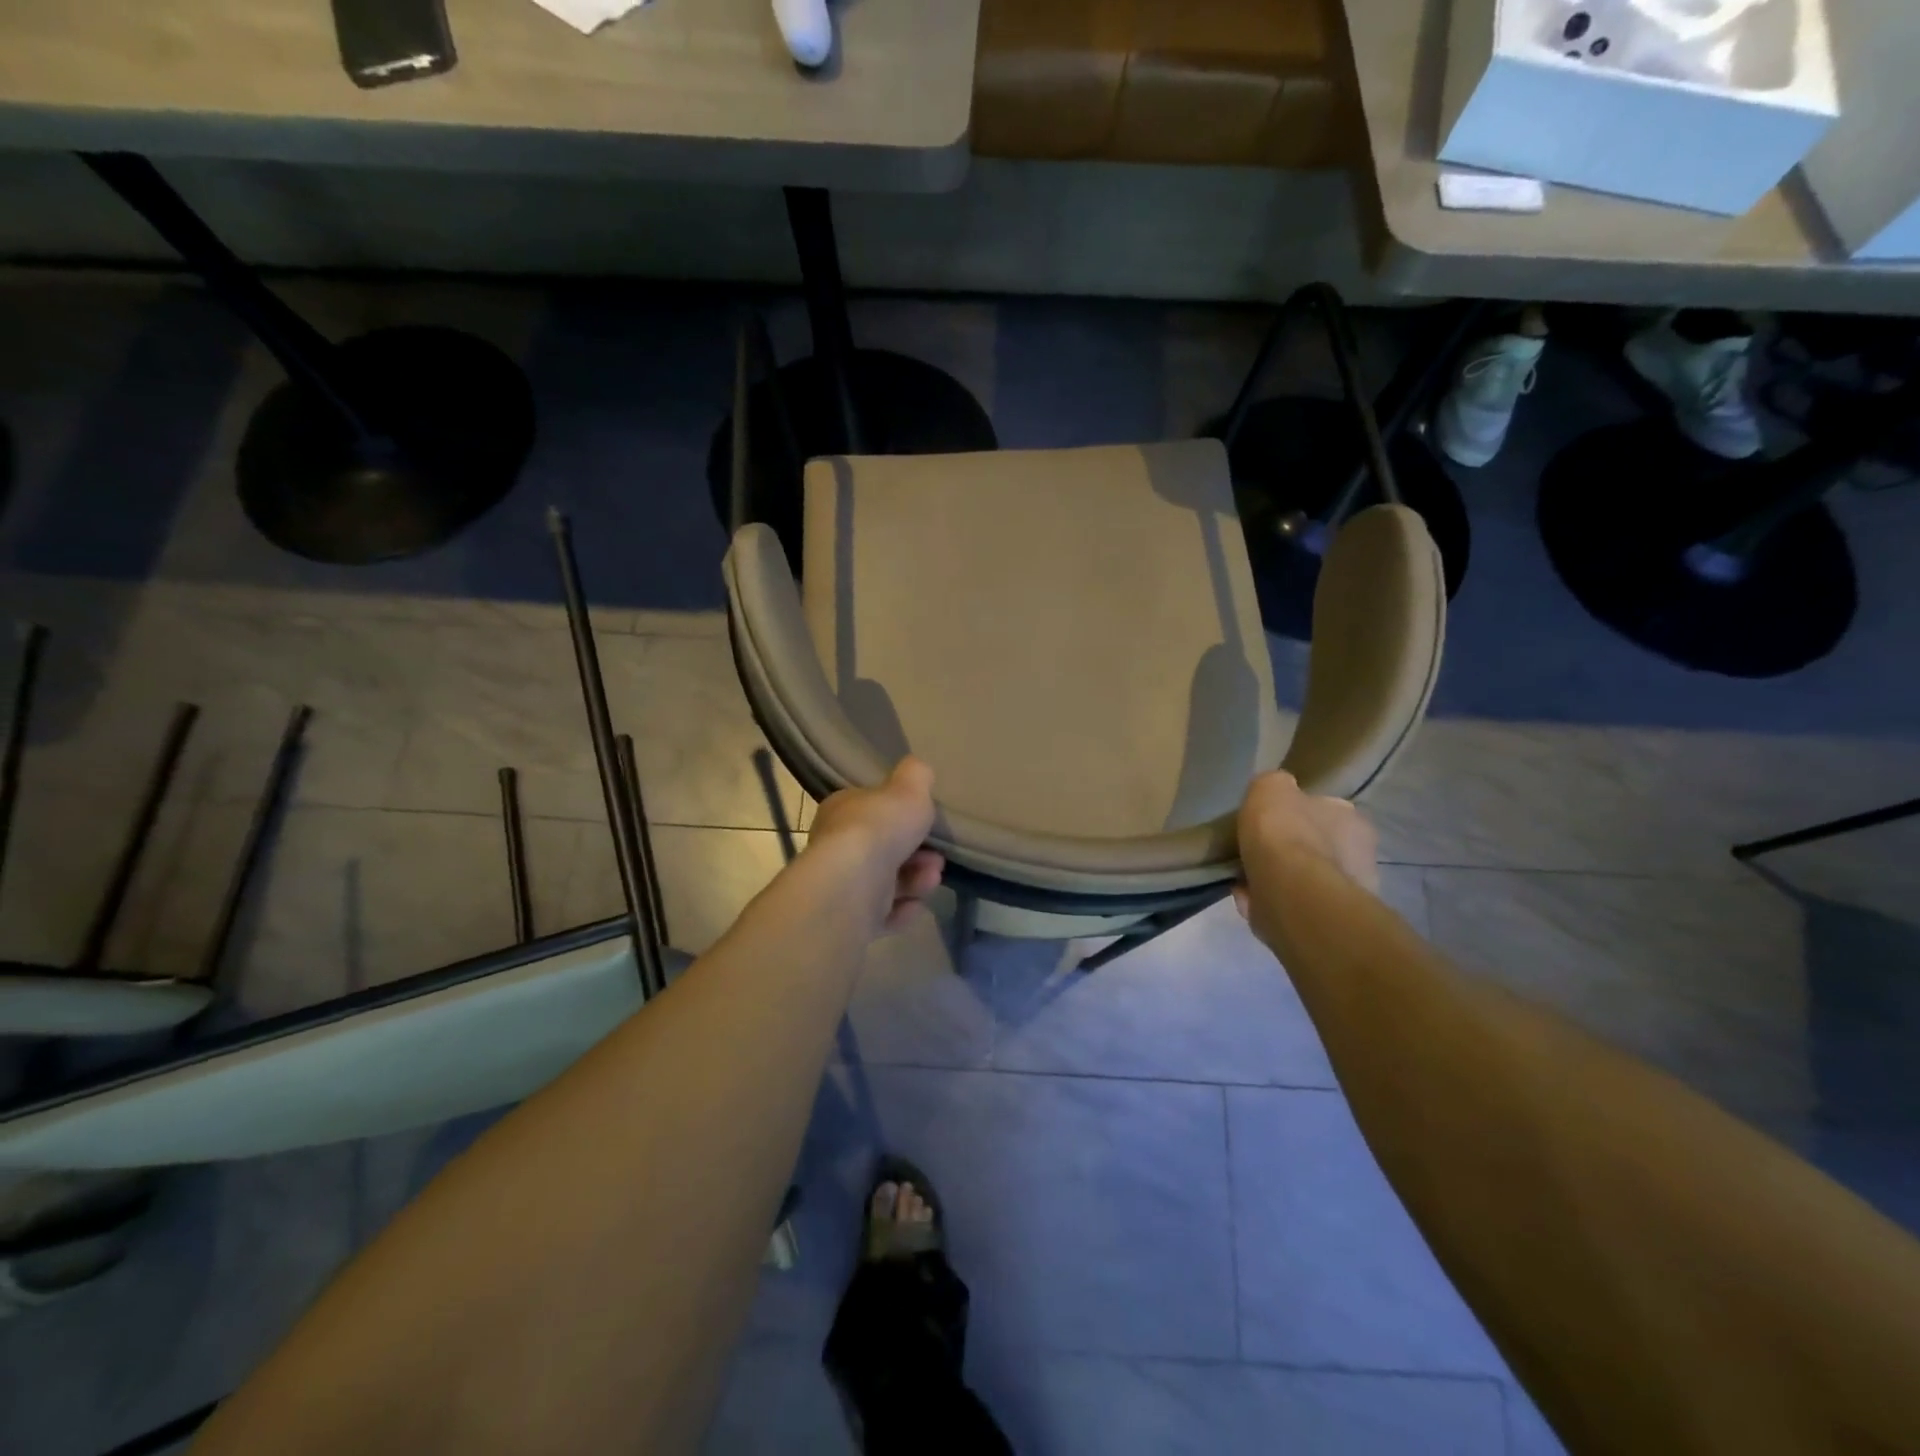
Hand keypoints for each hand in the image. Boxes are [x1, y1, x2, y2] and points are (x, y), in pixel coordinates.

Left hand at [807, 757, 944, 932]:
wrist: (853, 885)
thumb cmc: (879, 828)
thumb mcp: (908, 788)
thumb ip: (916, 776)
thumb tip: (917, 769)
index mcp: (842, 811)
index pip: (871, 810)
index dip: (901, 816)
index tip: (926, 822)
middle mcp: (837, 847)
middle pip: (885, 849)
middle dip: (918, 854)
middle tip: (937, 858)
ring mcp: (842, 886)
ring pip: (887, 882)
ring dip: (916, 881)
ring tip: (931, 880)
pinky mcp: (848, 920)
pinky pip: (882, 914)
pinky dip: (902, 910)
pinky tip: (915, 906)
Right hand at [1233, 771, 1379, 933]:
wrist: (1292, 893)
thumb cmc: (1284, 833)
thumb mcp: (1270, 787)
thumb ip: (1273, 787)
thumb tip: (1274, 795)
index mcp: (1352, 821)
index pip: (1324, 811)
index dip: (1294, 815)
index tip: (1268, 823)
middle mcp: (1360, 857)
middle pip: (1316, 848)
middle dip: (1289, 851)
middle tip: (1257, 853)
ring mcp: (1347, 895)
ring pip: (1304, 880)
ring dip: (1277, 879)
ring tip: (1245, 880)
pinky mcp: (1328, 924)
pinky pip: (1292, 906)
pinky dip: (1269, 903)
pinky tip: (1248, 899)